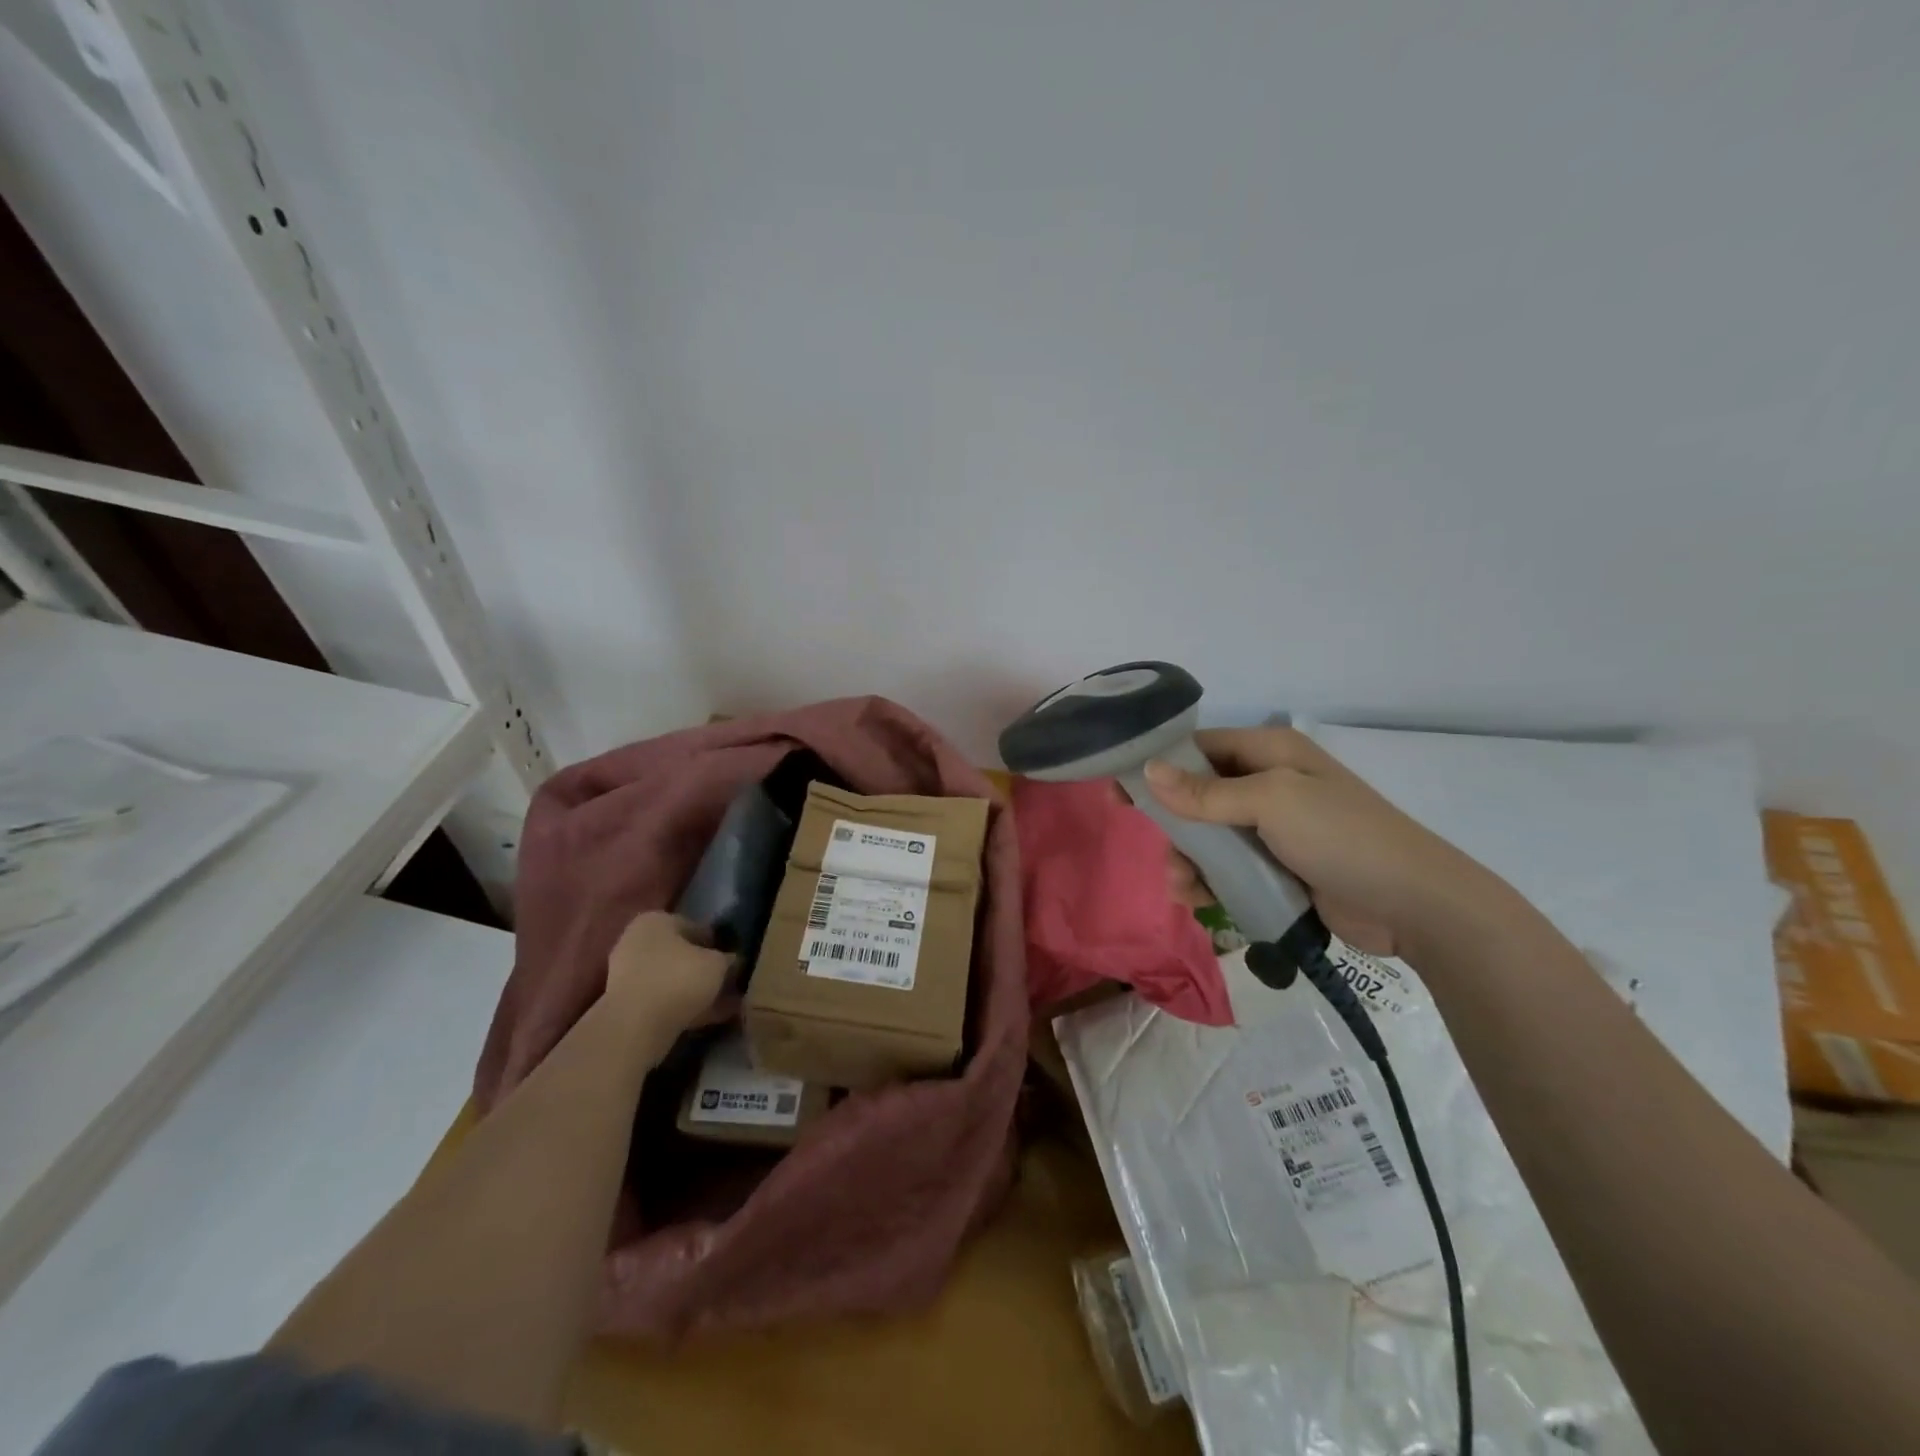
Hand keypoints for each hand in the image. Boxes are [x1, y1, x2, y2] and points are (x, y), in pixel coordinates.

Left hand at [604, 911, 731, 1040]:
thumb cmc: (679, 978)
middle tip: (727, 981)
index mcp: (655, 920)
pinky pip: (662, 1000)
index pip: (692, 925)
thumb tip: (731, 961)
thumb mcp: (717, 963)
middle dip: (702, 967)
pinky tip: (707, 1018)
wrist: (636, 1026)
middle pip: (679, 953)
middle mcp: (636, 941)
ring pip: (671, 978)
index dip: (715, 942)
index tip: (731, 959)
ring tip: (722, 1004)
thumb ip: (726, 959)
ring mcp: (626, 974)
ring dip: (693, 989)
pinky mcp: (625, 1004)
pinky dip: (683, 1006)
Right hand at [1144, 727, 1506, 958]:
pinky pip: (1228, 867)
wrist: (1414, 904)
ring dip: (1187, 859)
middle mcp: (1268, 784)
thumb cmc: (1341, 837)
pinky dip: (1208, 881)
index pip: (1199, 748)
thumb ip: (1206, 792)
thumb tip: (1149, 771)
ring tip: (1183, 886)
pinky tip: (1198, 900)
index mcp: (1269, 752)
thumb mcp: (1271, 802)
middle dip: (1173, 824)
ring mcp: (1274, 829)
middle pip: (1197, 795)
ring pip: (1208, 837)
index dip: (1159, 766)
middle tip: (1155, 848)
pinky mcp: (1277, 867)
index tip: (1122, 793)